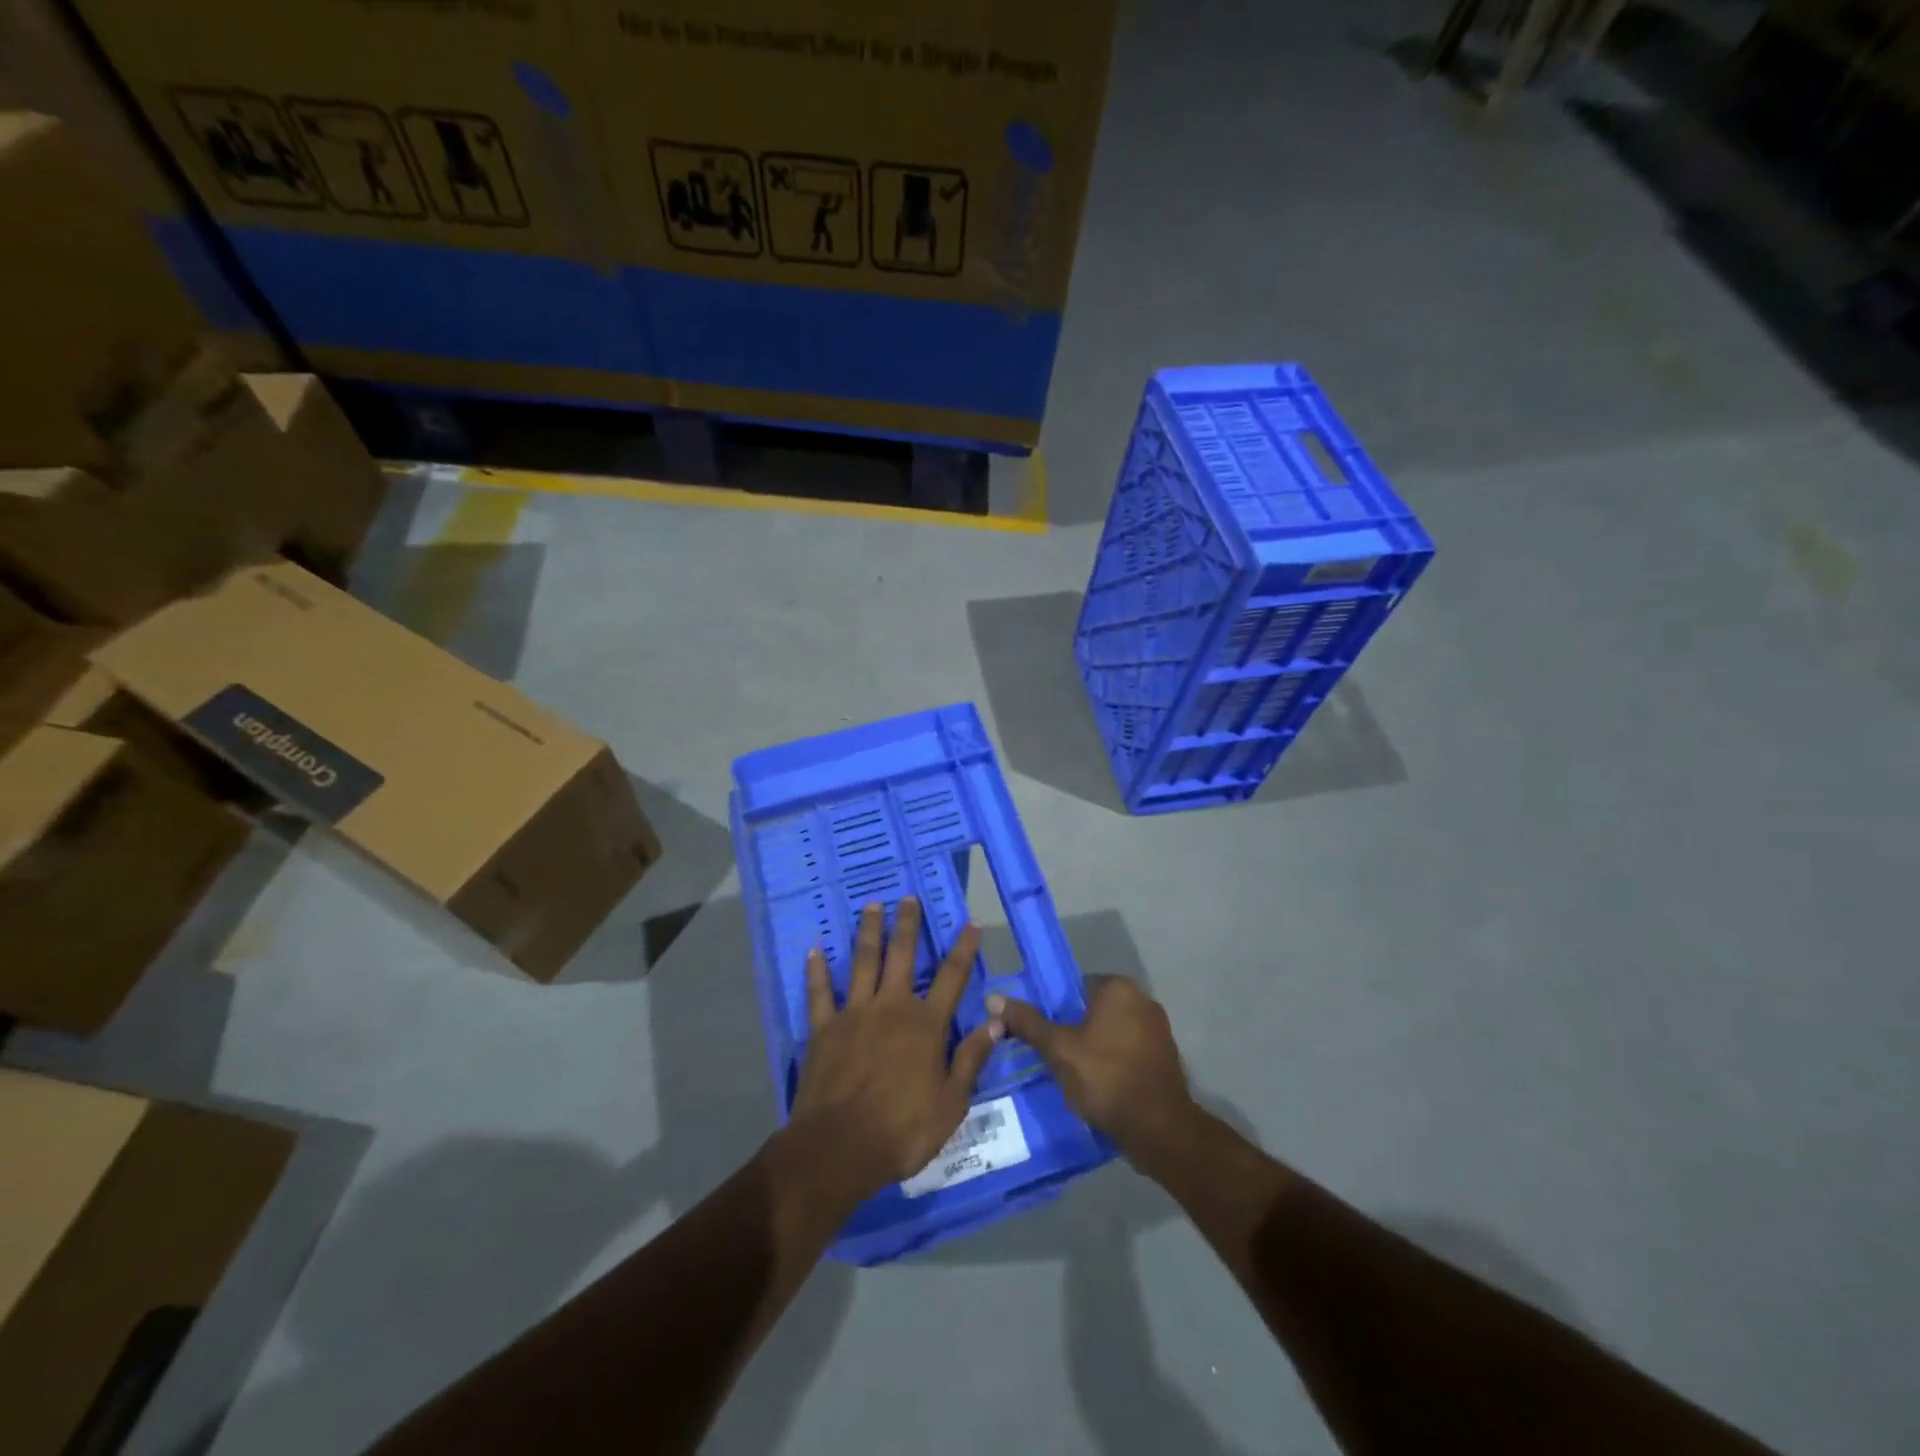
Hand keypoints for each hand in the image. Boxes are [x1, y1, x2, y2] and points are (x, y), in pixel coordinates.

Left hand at [787, 898, 1000, 1203]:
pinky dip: (817, 971)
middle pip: (903, 956)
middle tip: (908, 897)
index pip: (952, 977)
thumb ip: (971, 1059)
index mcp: (926, 1025)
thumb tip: (996, 1022)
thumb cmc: (901, 1131)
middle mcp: (892, 1008)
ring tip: (872, 905)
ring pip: (863, 962)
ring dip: (869, 932)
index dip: (964, 949)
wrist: (839, 1148)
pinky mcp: (824, 1028)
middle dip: (908, 925)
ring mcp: (854, 1014)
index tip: (971, 923)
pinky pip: (820, 993)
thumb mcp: (951, 1104)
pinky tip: (814, 951)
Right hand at [988, 975, 1195, 1162]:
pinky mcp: (1166, 1057)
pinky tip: (1100, 1086)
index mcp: (1118, 988)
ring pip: (1113, 1031)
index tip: (1045, 1033)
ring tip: (1074, 1074)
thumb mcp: (1058, 1049)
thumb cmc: (1105, 1078)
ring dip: (1096, 1047)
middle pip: (1095, 1008)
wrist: (1158, 1129)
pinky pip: (1130, 1051)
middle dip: (1076, 1028)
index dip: (1057, 1009)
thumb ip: (1027, 1022)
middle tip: (1055, 1055)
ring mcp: (1158, 1029)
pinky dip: (1114, 1062)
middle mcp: (1143, 999)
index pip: (1076, 986)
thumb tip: (993, 999)